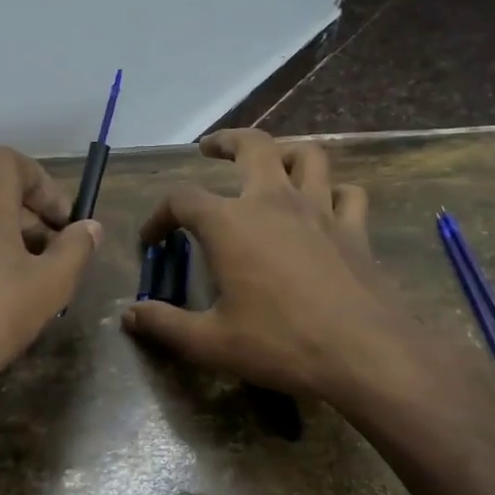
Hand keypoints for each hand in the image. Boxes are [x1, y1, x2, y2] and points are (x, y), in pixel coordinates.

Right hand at [122, 129, 422, 401]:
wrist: (364, 353)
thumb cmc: (281, 343)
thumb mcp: (211, 342)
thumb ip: (165, 325)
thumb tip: (129, 314)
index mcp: (230, 223)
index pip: (181, 199)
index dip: (159, 215)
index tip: (152, 239)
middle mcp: (273, 201)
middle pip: (251, 146)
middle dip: (226, 141)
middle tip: (209, 149)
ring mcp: (320, 209)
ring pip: (306, 155)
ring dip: (284, 152)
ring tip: (270, 163)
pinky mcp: (354, 228)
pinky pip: (347, 193)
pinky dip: (333, 192)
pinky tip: (325, 206)